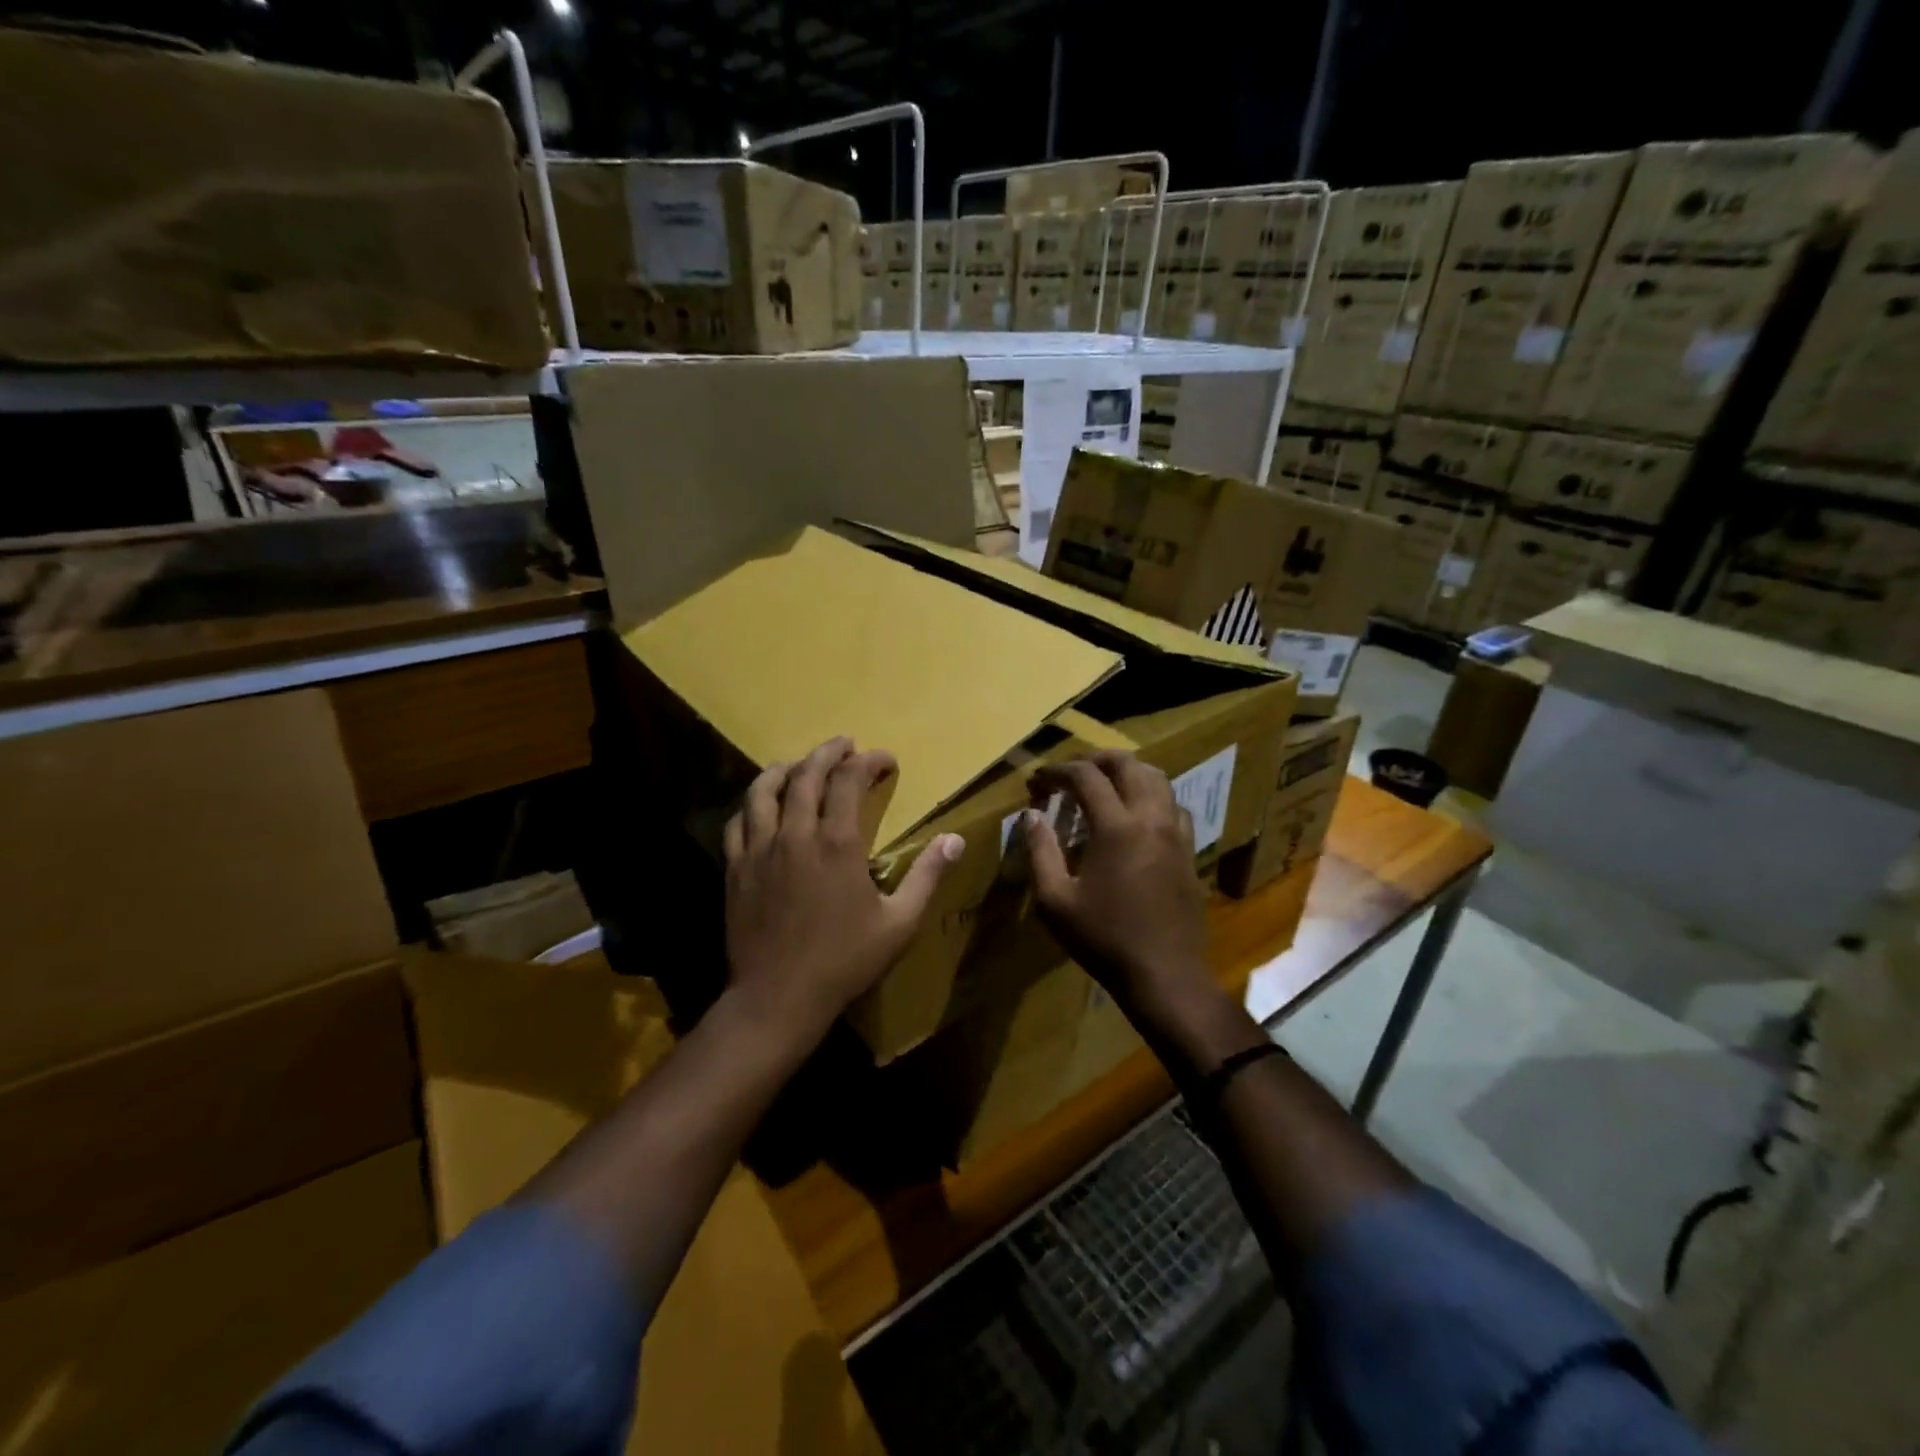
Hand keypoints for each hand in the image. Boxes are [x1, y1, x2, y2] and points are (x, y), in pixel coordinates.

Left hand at [723, 737, 963, 1045]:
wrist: (778, 997)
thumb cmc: (845, 961)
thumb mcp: (900, 923)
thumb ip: (927, 876)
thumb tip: (956, 839)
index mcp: (837, 842)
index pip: (850, 780)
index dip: (869, 761)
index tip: (885, 760)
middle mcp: (795, 834)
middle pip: (807, 774)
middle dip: (829, 752)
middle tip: (845, 745)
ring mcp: (759, 849)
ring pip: (764, 790)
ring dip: (786, 768)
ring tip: (801, 764)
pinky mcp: (736, 868)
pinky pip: (738, 821)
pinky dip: (753, 804)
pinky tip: (763, 807)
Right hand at [1023, 752, 1211, 1019]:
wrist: (1165, 975)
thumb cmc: (1104, 939)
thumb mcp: (1056, 900)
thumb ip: (1040, 851)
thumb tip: (1030, 816)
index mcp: (1117, 827)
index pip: (1085, 776)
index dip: (1056, 771)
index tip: (1036, 781)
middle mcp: (1151, 818)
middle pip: (1127, 764)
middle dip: (1094, 759)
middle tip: (1068, 773)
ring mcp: (1176, 833)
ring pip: (1157, 778)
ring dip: (1126, 772)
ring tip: (1101, 785)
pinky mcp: (1189, 849)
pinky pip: (1173, 804)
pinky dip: (1150, 795)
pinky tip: (1135, 815)